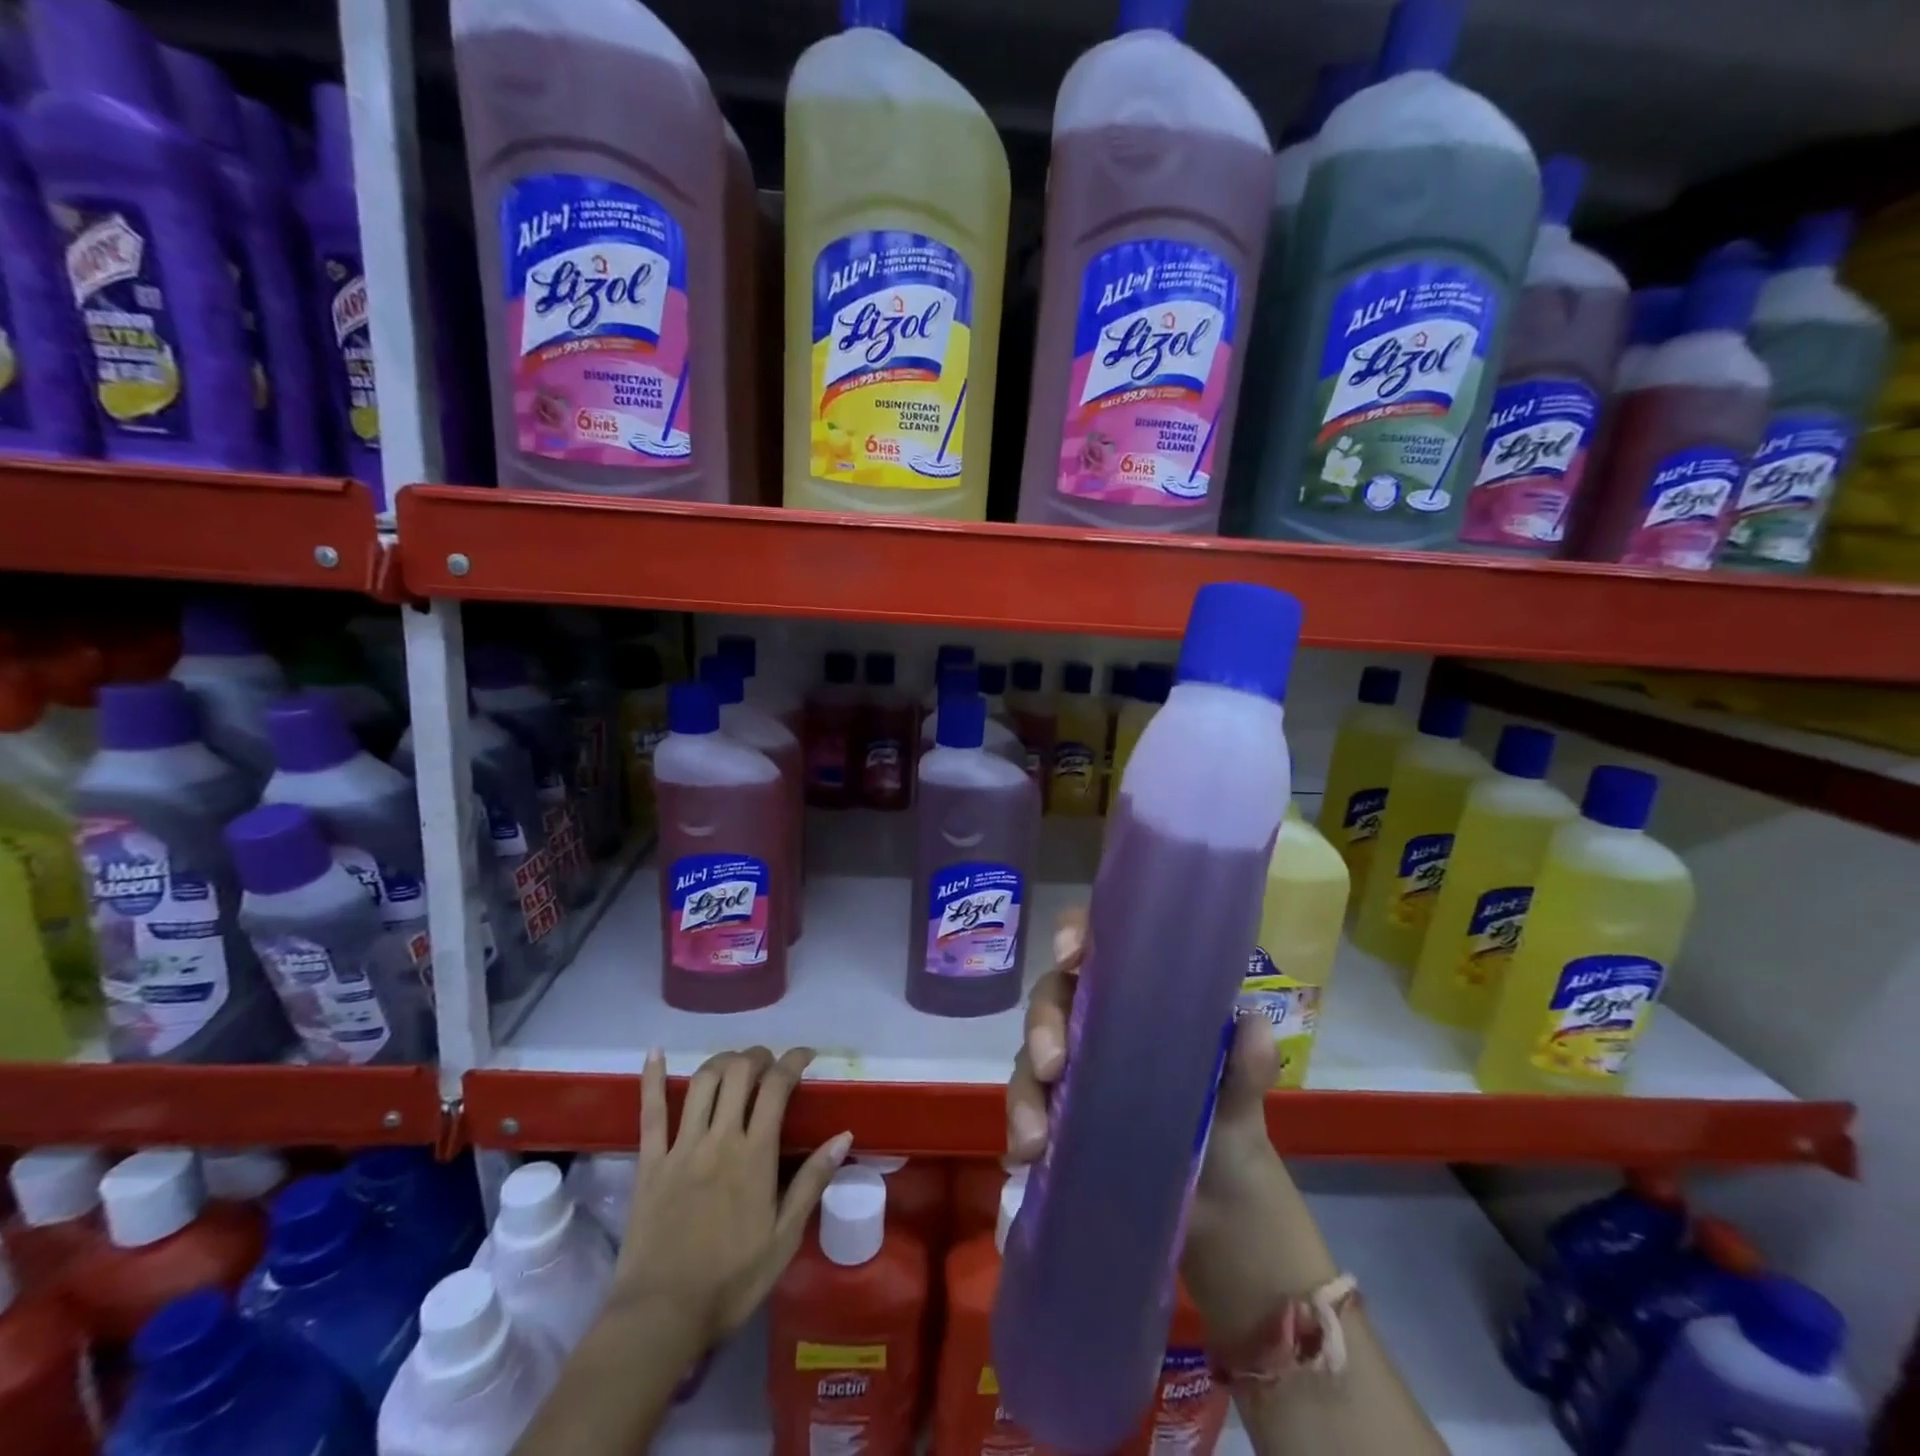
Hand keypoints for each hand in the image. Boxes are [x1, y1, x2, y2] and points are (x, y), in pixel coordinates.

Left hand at [613, 1047, 852, 1352]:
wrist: (660, 1317)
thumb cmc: (730, 1282)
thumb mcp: (784, 1238)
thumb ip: (812, 1182)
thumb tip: (844, 1136)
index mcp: (755, 1155)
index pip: (777, 1087)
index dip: (793, 1060)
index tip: (806, 1056)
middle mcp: (720, 1138)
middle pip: (739, 1073)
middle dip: (758, 1056)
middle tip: (769, 1064)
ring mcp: (681, 1147)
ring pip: (702, 1082)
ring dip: (722, 1062)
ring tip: (734, 1065)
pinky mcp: (649, 1163)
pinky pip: (651, 1112)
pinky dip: (652, 1078)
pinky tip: (655, 1052)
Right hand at [1007, 909, 1311, 1344]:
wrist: (1218, 1213)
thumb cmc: (1227, 1129)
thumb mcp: (1239, 1100)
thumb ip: (1245, 1065)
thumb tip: (1253, 1025)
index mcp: (1137, 997)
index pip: (1099, 947)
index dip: (1075, 934)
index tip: (1069, 953)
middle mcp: (1096, 1021)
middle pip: (1053, 997)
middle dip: (1044, 1023)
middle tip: (1052, 1062)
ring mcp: (1072, 1067)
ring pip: (1031, 1053)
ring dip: (1026, 1087)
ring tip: (1035, 1136)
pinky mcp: (1055, 1111)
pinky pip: (1027, 1104)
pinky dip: (1022, 1123)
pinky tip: (1028, 1153)